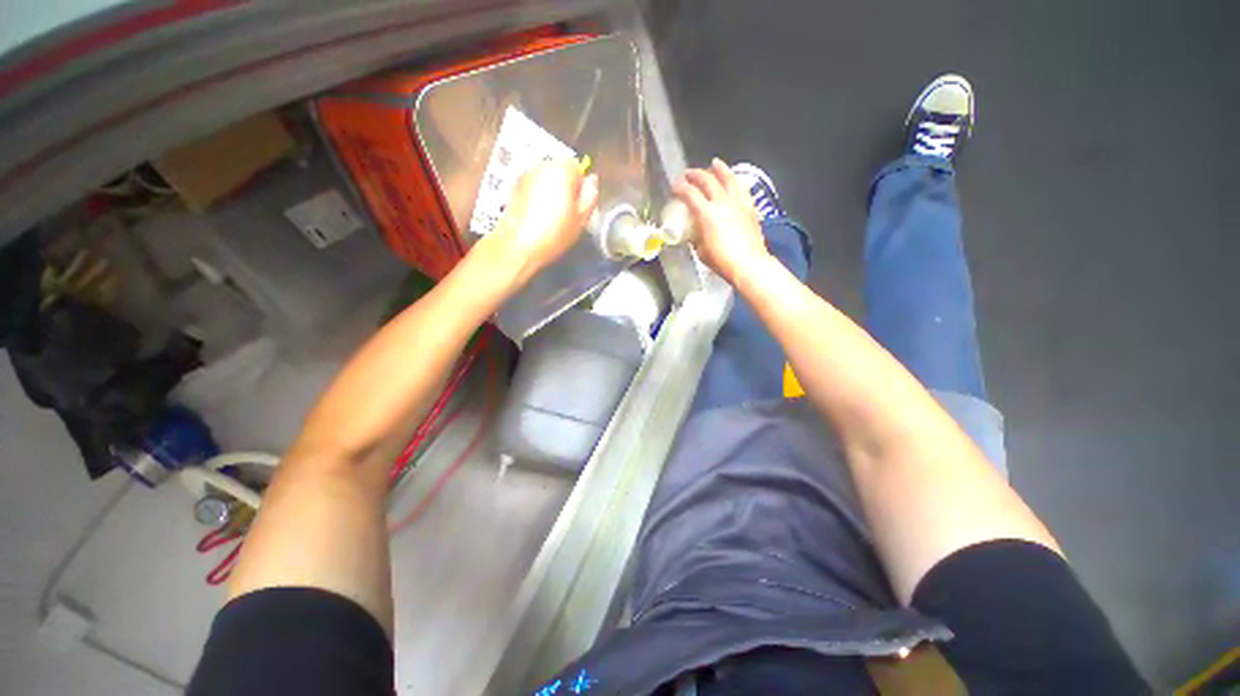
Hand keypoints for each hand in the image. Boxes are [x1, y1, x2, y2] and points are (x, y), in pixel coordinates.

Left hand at [485, 160, 598, 285]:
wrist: (517, 245)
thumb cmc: (553, 234)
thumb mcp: (580, 219)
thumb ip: (589, 196)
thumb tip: (592, 181)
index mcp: (562, 171)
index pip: (577, 166)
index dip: (581, 185)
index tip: (579, 204)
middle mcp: (542, 166)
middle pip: (560, 169)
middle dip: (566, 186)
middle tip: (568, 211)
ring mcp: (526, 175)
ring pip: (546, 178)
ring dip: (551, 191)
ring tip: (552, 215)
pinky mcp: (515, 187)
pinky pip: (534, 186)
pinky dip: (538, 196)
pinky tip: (538, 216)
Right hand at [672, 159, 770, 286]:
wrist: (748, 264)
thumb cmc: (721, 261)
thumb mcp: (701, 250)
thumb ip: (696, 237)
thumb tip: (695, 233)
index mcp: (707, 214)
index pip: (690, 194)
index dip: (680, 188)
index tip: (674, 186)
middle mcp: (722, 203)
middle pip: (708, 181)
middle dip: (696, 175)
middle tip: (689, 174)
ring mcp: (738, 203)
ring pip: (729, 179)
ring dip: (720, 169)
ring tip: (715, 163)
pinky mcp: (750, 208)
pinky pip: (741, 189)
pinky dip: (735, 182)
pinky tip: (733, 182)